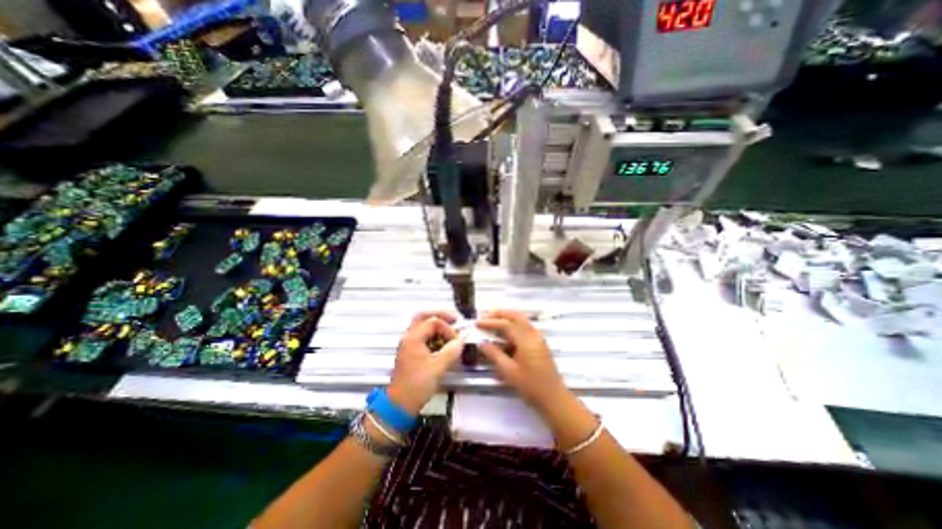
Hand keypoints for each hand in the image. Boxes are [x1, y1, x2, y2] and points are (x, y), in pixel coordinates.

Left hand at [388, 310, 463, 417]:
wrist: (399, 405)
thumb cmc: (416, 385)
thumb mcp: (438, 368)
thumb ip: (452, 351)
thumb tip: (462, 340)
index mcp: (413, 338)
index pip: (433, 322)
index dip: (448, 328)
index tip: (457, 340)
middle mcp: (409, 337)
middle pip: (423, 316)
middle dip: (440, 315)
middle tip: (455, 319)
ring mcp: (409, 344)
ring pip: (422, 325)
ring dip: (437, 324)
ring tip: (451, 330)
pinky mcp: (411, 352)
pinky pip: (423, 335)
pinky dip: (434, 334)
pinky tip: (443, 342)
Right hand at [479, 311, 566, 413]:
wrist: (554, 398)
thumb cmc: (530, 386)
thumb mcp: (509, 371)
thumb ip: (494, 354)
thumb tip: (481, 342)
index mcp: (526, 340)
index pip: (506, 324)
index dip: (490, 322)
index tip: (477, 323)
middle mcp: (533, 334)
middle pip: (516, 315)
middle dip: (501, 313)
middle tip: (486, 316)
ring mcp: (538, 338)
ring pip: (522, 321)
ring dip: (507, 319)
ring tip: (493, 323)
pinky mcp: (539, 343)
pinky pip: (525, 328)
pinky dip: (514, 326)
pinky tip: (504, 335)